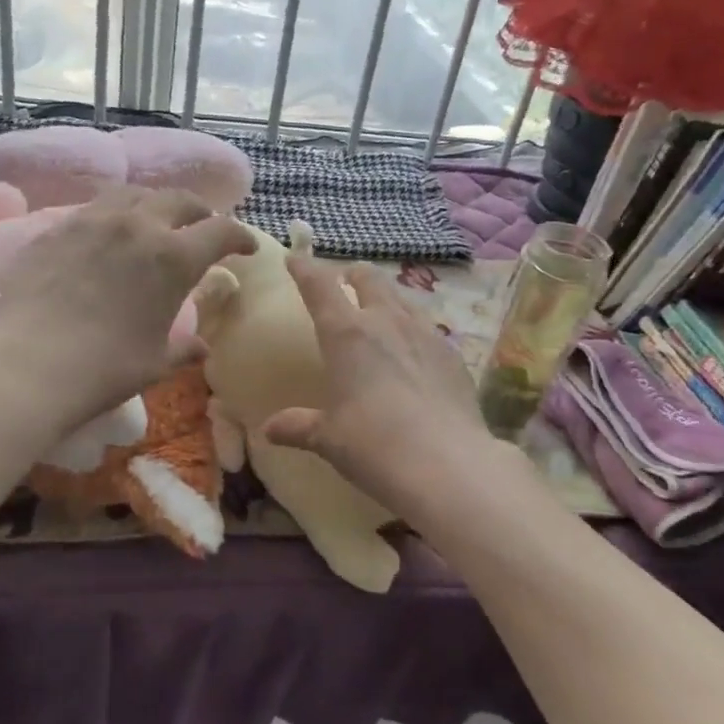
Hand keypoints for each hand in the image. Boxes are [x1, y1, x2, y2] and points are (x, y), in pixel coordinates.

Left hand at [0, 186, 255, 424]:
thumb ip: (183, 349)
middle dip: (200, 211)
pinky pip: (95, 207)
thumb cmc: (105, 368)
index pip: (221, 231)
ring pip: (135, 193)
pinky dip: (115, 214)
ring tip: (156, 220)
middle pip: (180, 199)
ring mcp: (93, 221)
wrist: (28, 364)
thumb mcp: (155, 362)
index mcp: (174, 258)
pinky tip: (110, 234)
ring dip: (156, 203)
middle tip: (204, 226)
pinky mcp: (57, 228)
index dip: (240, 236)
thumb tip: (202, 348)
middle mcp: (139, 226)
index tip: (247, 248)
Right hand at [261, 255, 496, 512]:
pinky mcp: (453, 354)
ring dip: (387, 296)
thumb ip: (299, 427)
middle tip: (346, 280)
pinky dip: (414, 328)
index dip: (305, 268)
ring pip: (403, 298)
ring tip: (382, 310)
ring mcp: (426, 334)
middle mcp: (387, 322)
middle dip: (354, 274)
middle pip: (370, 278)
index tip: (294, 257)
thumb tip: (269, 430)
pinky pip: (428, 328)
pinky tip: (415, 351)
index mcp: (346, 334)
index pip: (320, 286)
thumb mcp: (328, 439)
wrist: (446, 465)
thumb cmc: (373, 446)